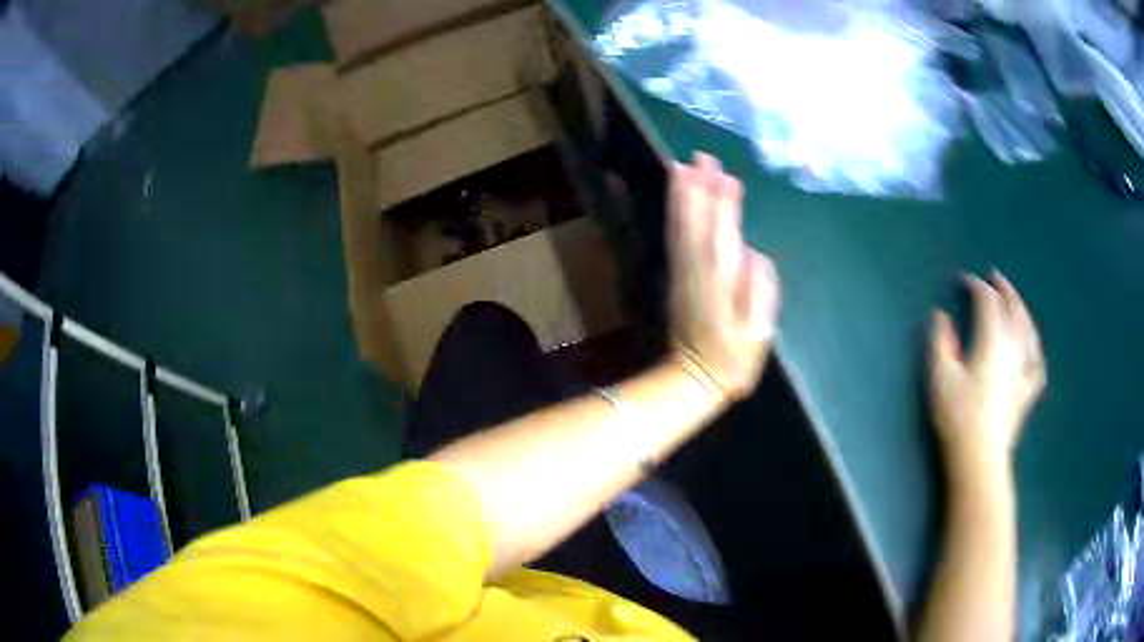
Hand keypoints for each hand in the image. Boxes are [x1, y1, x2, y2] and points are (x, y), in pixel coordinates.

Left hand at [667, 152, 779, 399]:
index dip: (723, 201)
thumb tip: (754, 254)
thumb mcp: (758, 332)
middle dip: (698, 186)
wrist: (694, 377)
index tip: (725, 174)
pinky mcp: (677, 275)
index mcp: (721, 279)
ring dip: (681, 194)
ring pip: (681, 225)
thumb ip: (759, 290)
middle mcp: (698, 268)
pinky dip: (675, 213)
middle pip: (696, 220)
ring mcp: (683, 271)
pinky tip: (678, 199)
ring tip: (681, 165)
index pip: (722, 231)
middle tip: (700, 156)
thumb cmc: (734, 357)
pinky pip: (675, 237)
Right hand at [930, 271, 1045, 479]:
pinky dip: (1035, 347)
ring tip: (1015, 302)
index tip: (962, 281)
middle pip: (1013, 308)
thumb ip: (940, 342)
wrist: (980, 459)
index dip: (975, 286)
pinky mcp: (1028, 392)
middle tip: (994, 277)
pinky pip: (1037, 361)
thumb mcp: (940, 378)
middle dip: (1003, 289)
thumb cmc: (957, 417)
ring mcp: (1024, 369)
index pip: (987, 301)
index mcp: (991, 340)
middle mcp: (1013, 347)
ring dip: (1021, 309)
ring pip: (1028, 329)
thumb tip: (941, 316)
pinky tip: (1032, 345)